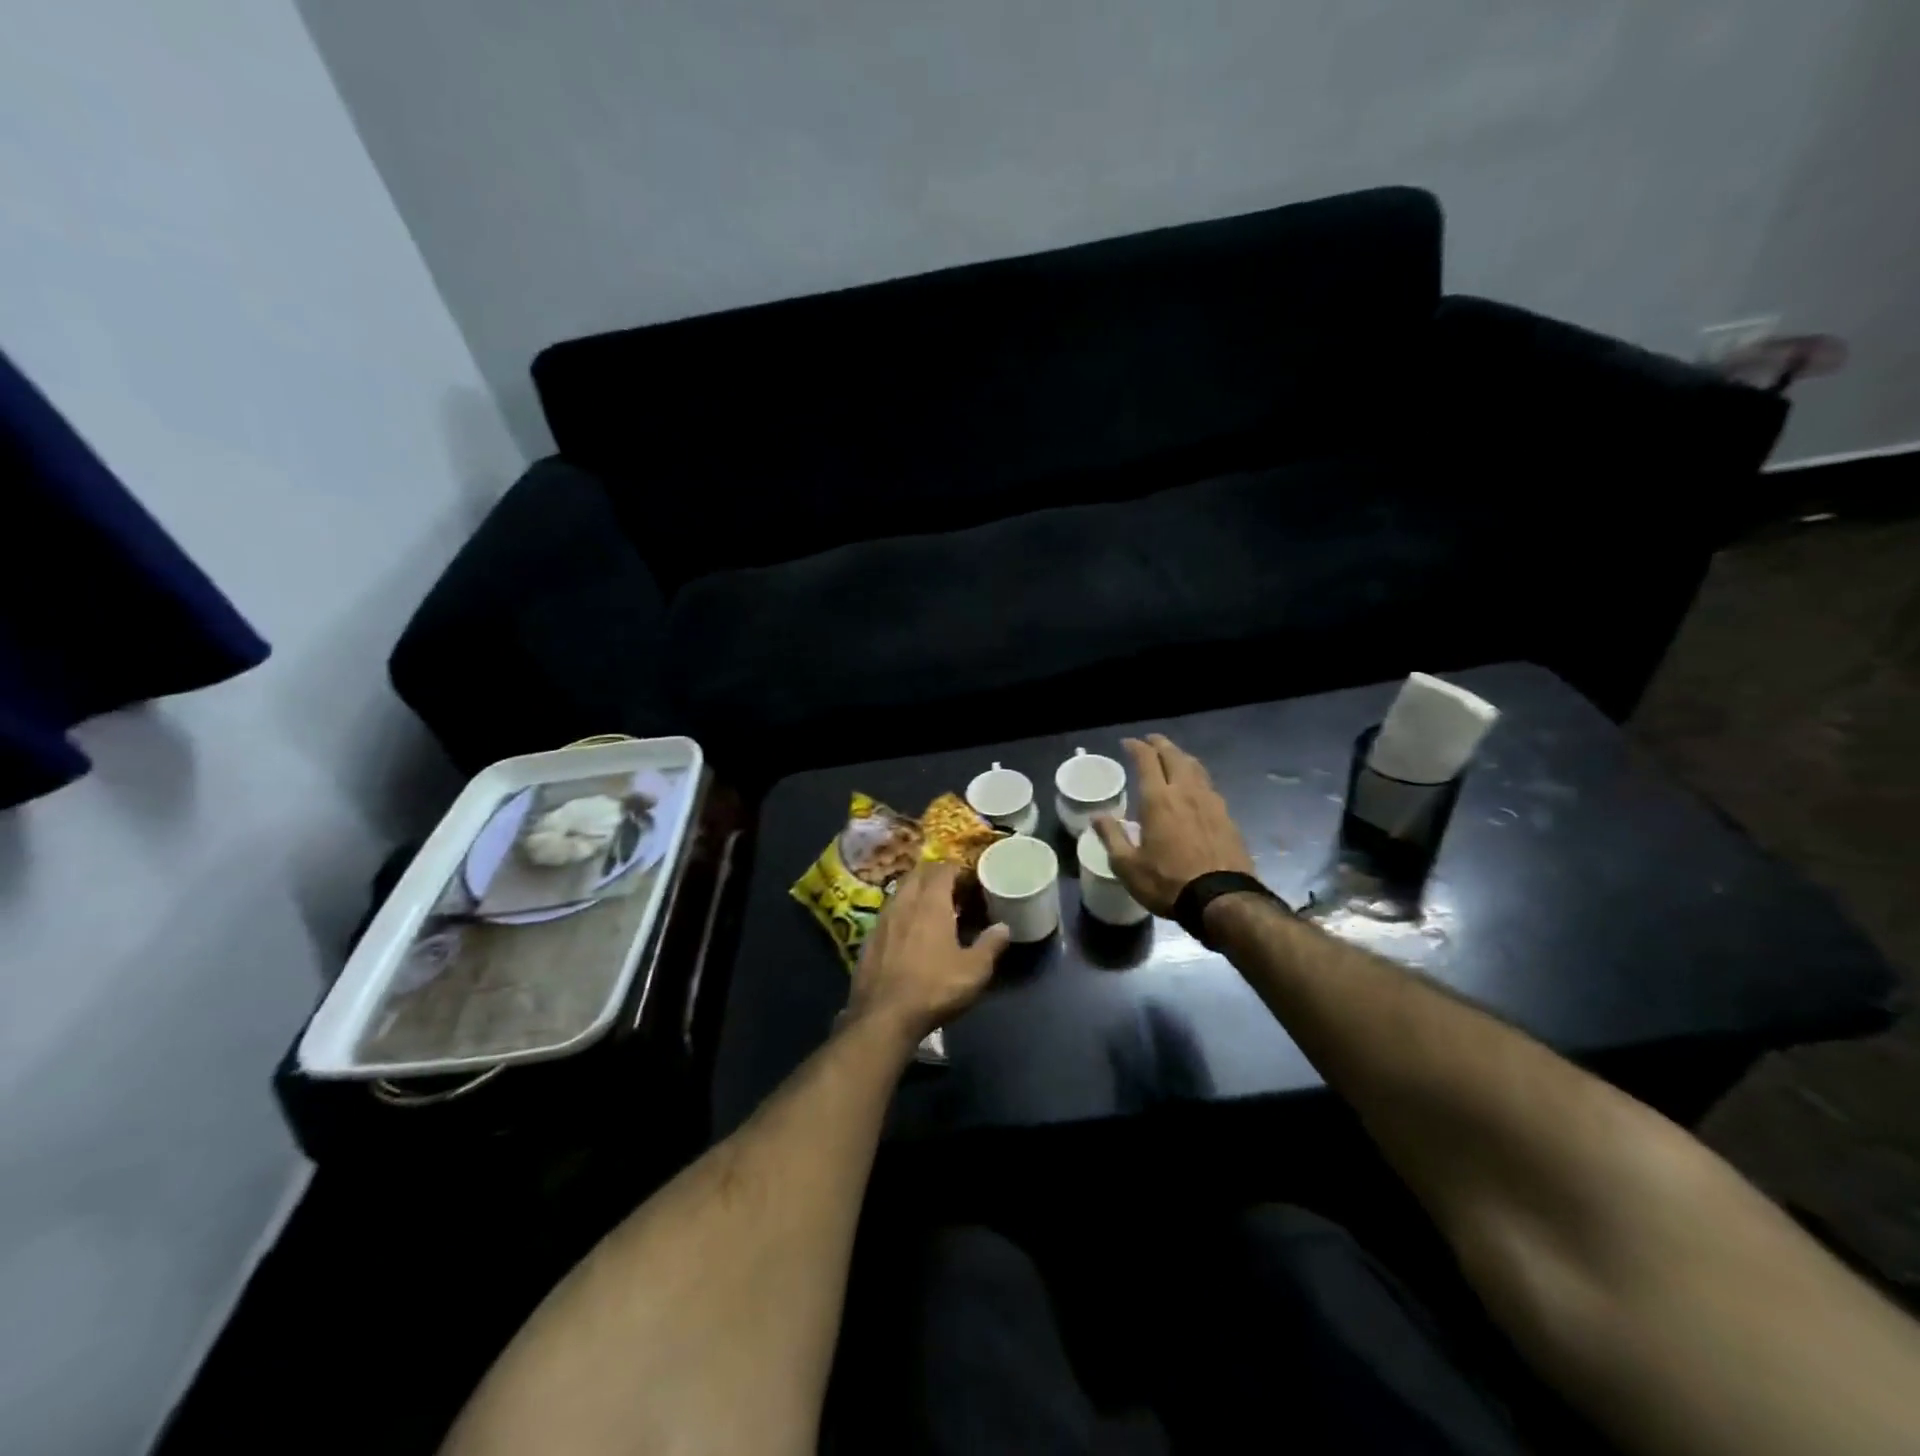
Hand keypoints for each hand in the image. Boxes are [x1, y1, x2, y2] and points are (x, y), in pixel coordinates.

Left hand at [847, 862, 1009, 1043]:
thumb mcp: (974, 971)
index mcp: (930, 903)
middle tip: (952, 891)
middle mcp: (904, 903)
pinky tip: (909, 932)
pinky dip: (901, 912)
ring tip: (931, 909)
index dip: (957, 870)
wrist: (883, 1016)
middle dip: (935, 876)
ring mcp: (882, 919)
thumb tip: (1003, 927)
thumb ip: (991, 945)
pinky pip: (888, 912)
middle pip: (918, 874)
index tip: (970, 882)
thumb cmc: (934, 989)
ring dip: (916, 891)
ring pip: (900, 891)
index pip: (942, 869)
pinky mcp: (868, 938)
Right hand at [1093, 734, 1255, 915]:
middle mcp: (1186, 792)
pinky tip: (1195, 787)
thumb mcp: (1128, 866)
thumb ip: (1112, 837)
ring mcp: (1211, 802)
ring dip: (1181, 757)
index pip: (1147, 760)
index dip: (1136, 747)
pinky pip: (1208, 785)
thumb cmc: (1168, 882)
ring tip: (1173, 757)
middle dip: (1161, 744)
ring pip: (1195, 767)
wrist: (1222, 899)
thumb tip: (1097, 817)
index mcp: (1158, 800)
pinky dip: (1196, 776)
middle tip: (1151, 741)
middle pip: (1174, 756)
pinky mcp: (1227, 816)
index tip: (1128, 743)